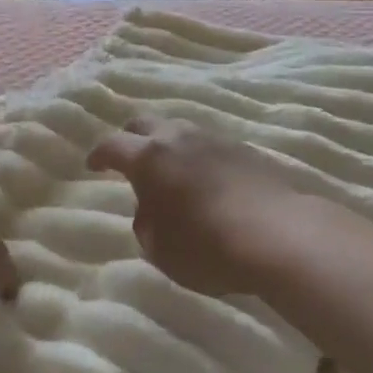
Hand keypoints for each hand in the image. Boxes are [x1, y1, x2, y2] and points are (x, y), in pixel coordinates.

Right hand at [85, 117, 302, 296]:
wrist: (280, 234)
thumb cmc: (207, 246)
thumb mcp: (159, 248)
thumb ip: (146, 222)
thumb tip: (151, 207)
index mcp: (149, 158)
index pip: (112, 145)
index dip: (99, 154)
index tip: (92, 164)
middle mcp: (178, 138)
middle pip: (145, 123)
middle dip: (131, 138)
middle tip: (128, 157)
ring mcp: (215, 139)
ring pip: (180, 130)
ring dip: (168, 145)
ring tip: (169, 168)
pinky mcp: (245, 149)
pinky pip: (209, 145)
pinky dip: (197, 156)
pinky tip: (204, 178)